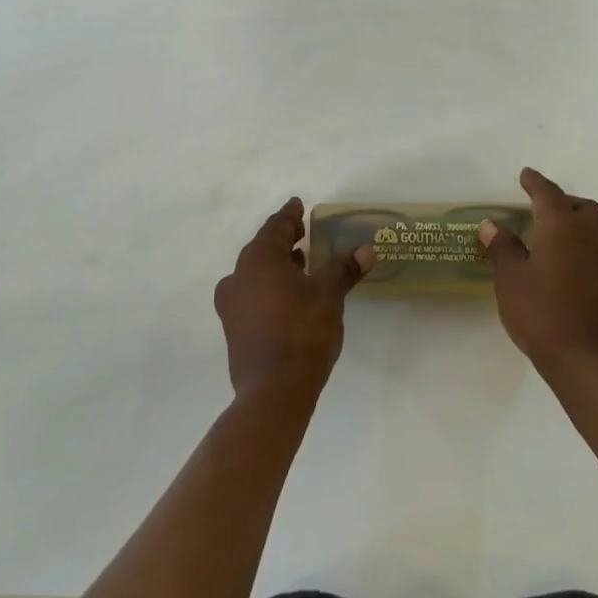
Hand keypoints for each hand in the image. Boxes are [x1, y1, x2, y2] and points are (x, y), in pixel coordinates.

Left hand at [214, 197, 373, 405]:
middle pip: (261, 248)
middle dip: (282, 239)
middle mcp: (239, 277)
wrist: (273, 392)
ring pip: (255, 272)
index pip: (275, 227)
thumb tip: (366, 248)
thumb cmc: (302, 332)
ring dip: (276, 264)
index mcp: (259, 260)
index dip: (289, 215)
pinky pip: (252, 294)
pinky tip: (289, 295)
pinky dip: (269, 286)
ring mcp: (232, 305)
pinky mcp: (234, 329)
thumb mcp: (329, 295)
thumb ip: (344, 269)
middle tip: (301, 232)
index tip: (298, 205)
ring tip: (300, 262)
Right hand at [478, 168, 597, 384]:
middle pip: (578, 206)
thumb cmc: (542, 314)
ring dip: (575, 220)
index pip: (548, 193)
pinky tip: (567, 259)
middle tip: (539, 206)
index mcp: (562, 225)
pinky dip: (583, 241)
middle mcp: (590, 233)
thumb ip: (503, 248)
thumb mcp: (511, 279)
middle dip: (560, 201)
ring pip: (593, 225)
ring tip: (553, 231)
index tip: (525, 175)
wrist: (588, 361)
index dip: (535, 182)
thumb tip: (493, 225)